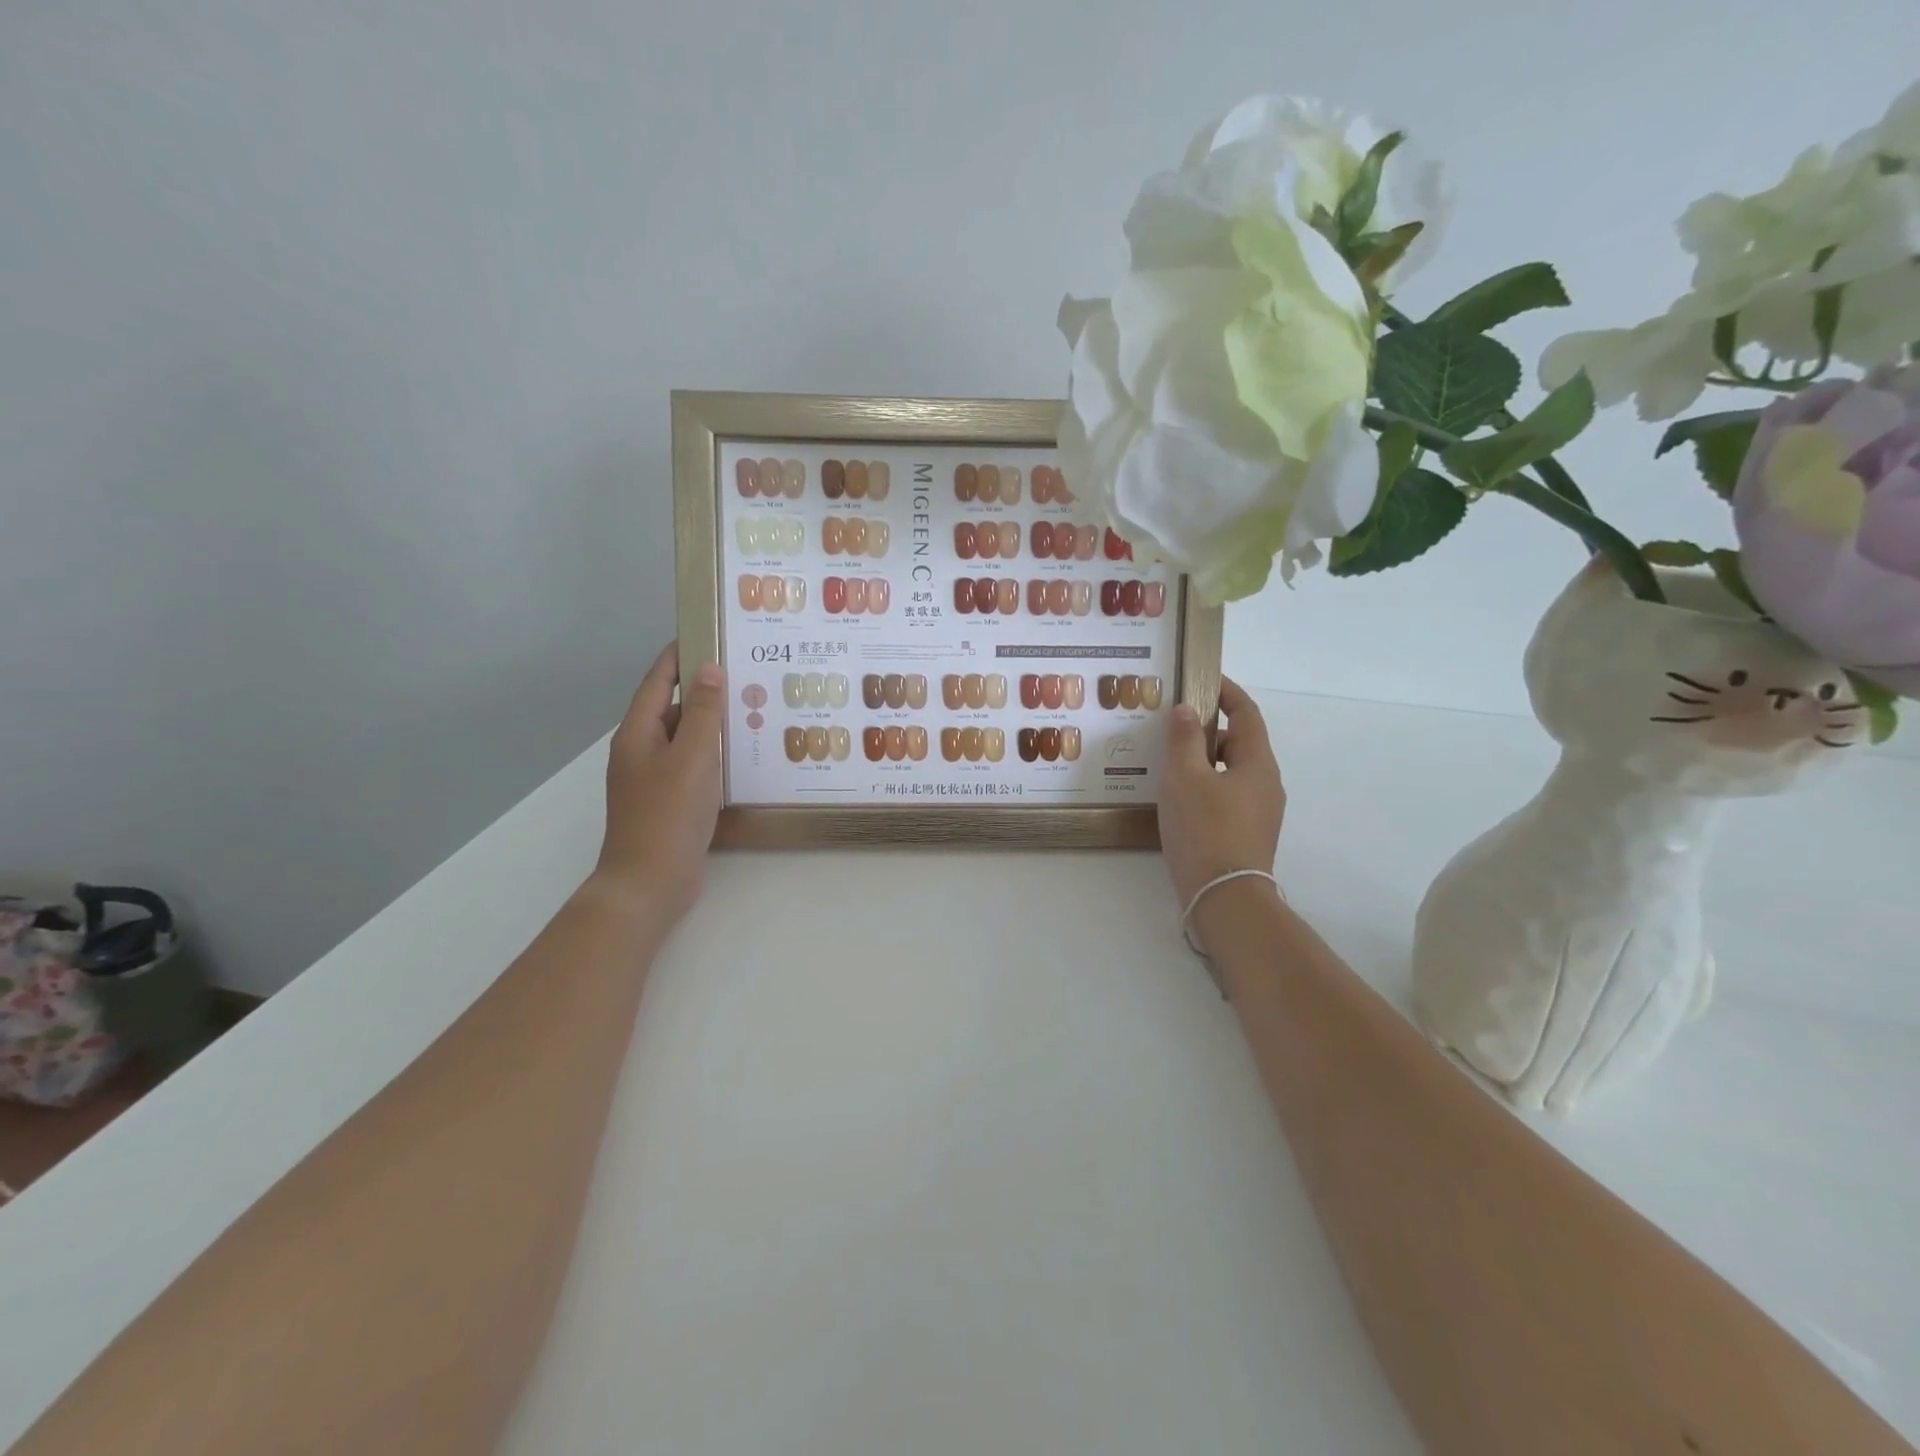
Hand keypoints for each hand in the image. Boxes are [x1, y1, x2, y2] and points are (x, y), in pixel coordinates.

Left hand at [592, 642, 725, 924]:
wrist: (649, 883)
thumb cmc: (668, 815)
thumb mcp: (692, 757)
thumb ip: (703, 712)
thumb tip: (709, 669)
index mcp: (638, 732)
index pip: (658, 679)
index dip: (681, 654)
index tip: (710, 631)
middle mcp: (642, 750)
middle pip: (674, 708)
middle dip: (707, 690)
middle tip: (748, 673)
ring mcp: (655, 778)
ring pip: (687, 739)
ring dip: (715, 724)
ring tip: (755, 710)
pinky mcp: (671, 802)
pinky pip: (695, 766)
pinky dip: (716, 755)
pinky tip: (745, 756)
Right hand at [1158, 676, 1286, 913]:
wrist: (1224, 898)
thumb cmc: (1205, 829)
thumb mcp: (1185, 777)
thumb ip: (1184, 739)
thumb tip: (1187, 710)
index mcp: (1258, 762)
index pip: (1247, 713)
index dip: (1227, 692)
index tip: (1203, 679)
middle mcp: (1266, 784)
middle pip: (1239, 743)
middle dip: (1209, 730)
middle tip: (1173, 727)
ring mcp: (1260, 813)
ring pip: (1231, 773)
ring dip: (1204, 762)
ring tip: (1168, 763)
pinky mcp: (1247, 835)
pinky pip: (1227, 797)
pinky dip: (1206, 787)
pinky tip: (1178, 799)